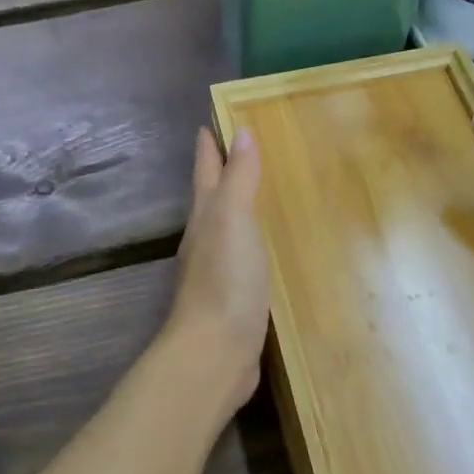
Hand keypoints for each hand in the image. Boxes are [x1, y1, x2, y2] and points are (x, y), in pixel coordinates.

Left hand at [159, 127, 269, 422]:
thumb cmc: (225, 280)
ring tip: (262, 191)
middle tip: (246, 148)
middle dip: (223, 171)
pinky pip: (244, 256)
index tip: (212, 119)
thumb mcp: (234, 220)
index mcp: (205, 216)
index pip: (206, 169)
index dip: (209, 144)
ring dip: (239, 206)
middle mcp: (206, 238)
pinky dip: (254, 242)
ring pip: (228, 226)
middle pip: (212, 195)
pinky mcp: (234, 297)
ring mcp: (218, 270)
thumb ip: (239, 178)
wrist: (215, 353)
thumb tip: (241, 132)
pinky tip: (269, 247)